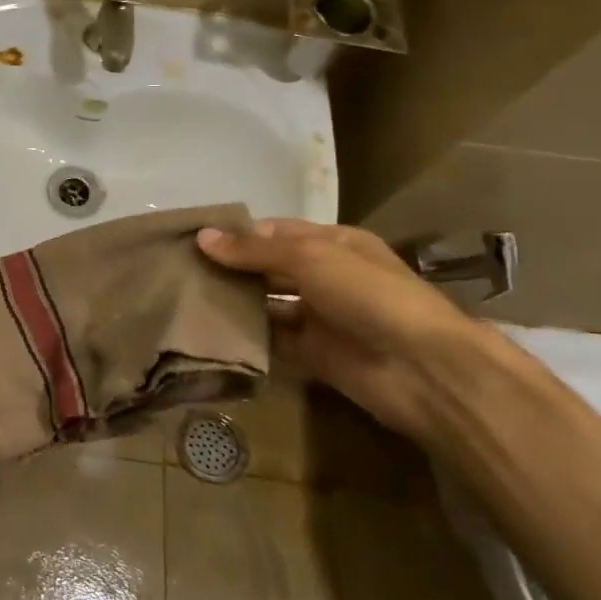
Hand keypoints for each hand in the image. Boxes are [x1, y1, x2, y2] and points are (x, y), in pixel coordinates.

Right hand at [196, 217, 496, 445]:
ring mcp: (320, 317)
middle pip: (269, 268)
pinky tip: (210, 333)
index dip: (237, 234)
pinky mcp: (313, 355)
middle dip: (231, 268)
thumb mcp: (311, 258)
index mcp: (334, 244)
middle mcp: (326, 276)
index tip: (193, 240)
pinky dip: (246, 337)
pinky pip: (273, 341)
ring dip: (235, 303)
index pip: (276, 231)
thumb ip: (254, 250)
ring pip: (268, 305)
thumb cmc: (369, 295)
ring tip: (186, 300)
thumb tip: (201, 237)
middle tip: (180, 271)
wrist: (420, 368)